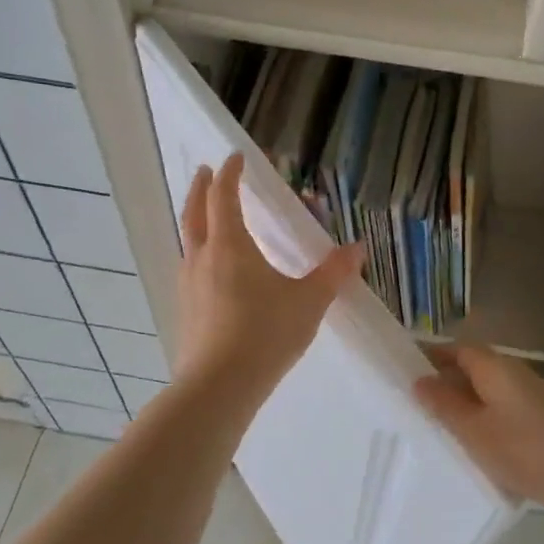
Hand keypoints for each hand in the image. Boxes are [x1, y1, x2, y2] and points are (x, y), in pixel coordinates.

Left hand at [175, 154, 362, 403]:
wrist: (219, 385)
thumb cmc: (266, 334)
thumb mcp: (308, 302)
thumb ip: (333, 273)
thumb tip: (357, 248)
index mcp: (229, 246)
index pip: (224, 196)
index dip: (230, 174)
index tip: (235, 158)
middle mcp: (202, 258)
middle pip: (194, 212)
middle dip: (200, 188)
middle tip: (204, 172)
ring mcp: (188, 285)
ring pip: (188, 240)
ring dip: (196, 220)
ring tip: (208, 219)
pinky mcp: (185, 310)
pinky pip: (190, 267)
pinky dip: (199, 252)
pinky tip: (212, 270)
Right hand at [413, 344, 543, 515]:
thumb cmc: (536, 449)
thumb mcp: (478, 430)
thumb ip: (445, 406)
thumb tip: (419, 379)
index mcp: (494, 368)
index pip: (454, 350)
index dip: (428, 357)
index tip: (397, 376)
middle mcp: (513, 378)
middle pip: (470, 375)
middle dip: (442, 391)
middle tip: (406, 414)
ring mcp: (533, 405)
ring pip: (487, 403)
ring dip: (464, 418)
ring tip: (432, 442)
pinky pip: (505, 426)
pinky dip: (487, 437)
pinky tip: (475, 464)